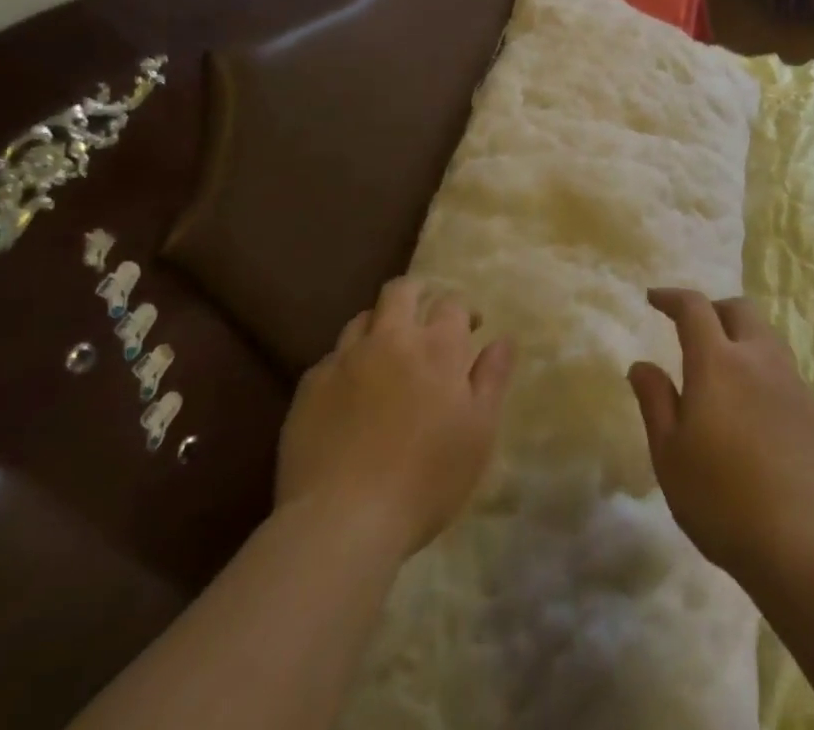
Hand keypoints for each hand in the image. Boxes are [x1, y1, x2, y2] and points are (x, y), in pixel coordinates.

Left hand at [276, 276, 513, 557]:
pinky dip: (346, 364)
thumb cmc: (425, 479)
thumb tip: (503, 339)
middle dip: (417, 293)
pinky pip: (331, 359)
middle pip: (401, 291)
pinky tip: (349, 392)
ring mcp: (345, 360)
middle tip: (425, 314)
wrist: (341, 522)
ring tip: (386, 351)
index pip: (452, 303)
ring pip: (362, 319)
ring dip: (379, 325)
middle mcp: (391, 339)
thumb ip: (492, 378)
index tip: (470, 328)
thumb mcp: (478, 432)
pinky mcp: (310, 387)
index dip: (463, 310)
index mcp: (437, 347)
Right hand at [627, 288, 813, 587]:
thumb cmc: (724, 501)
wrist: (809, 544)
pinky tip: (752, 405)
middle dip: (712, 309)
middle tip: (692, 330)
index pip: (694, 308)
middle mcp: (758, 358)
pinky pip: (782, 367)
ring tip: (722, 367)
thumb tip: (641, 365)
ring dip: (740, 335)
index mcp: (718, 361)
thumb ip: (655, 402)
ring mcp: (792, 381)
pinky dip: (760, 366)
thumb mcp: (671, 456)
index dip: (672, 297)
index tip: (654, 299)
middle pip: (738, 309)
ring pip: (765, 335)